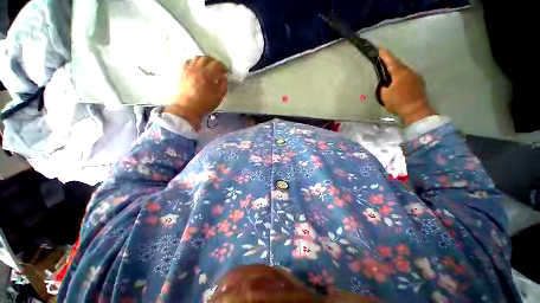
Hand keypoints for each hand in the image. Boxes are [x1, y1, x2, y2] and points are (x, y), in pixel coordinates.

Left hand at [165, 56, 227, 129]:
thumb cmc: (205, 104)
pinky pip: (188, 61)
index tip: (226, 72)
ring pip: (197, 58)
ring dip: (205, 60)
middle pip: (207, 58)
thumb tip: (223, 77)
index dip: (223, 67)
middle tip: (218, 68)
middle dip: (215, 62)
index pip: (217, 65)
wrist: (188, 108)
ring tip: (208, 67)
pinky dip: (195, 62)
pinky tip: (197, 68)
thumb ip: (223, 85)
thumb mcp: (219, 97)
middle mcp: (197, 69)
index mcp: (207, 75)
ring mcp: (188, 69)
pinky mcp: (182, 72)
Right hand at [379, 49, 435, 124]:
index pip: (391, 61)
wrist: (416, 110)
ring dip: (396, 71)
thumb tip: (385, 83)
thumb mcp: (384, 95)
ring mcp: (415, 76)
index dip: (385, 55)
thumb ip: (383, 87)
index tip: (380, 49)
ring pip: (403, 70)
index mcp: (399, 73)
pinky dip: (401, 77)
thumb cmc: (398, 102)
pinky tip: (398, 82)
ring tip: (389, 74)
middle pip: (398, 65)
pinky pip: (408, 76)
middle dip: (390, 63)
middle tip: (383, 62)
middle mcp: (409, 72)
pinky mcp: (419, 82)